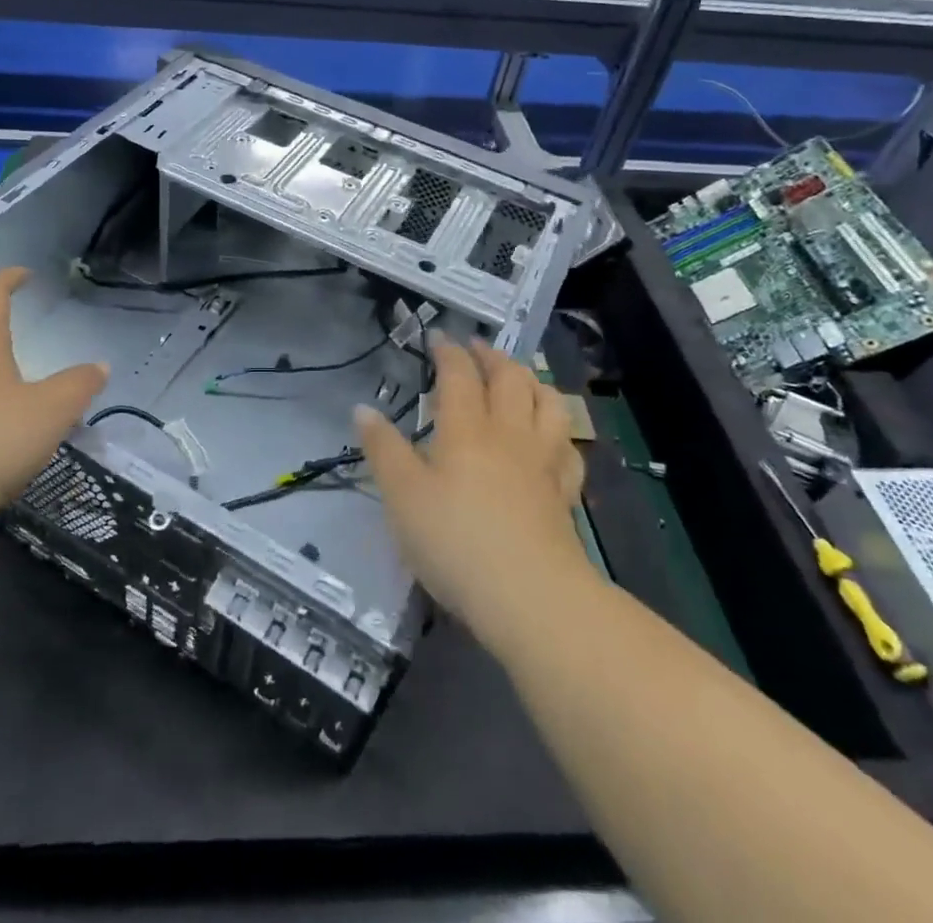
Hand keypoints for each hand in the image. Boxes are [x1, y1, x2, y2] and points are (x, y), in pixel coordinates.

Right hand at [356, 335, 590, 649]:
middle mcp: (509, 433)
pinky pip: (569, 449)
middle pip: (510, 378)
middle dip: (493, 356)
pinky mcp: (565, 493)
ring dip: (533, 382)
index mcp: (466, 429)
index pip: (459, 374)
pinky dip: (560, 432)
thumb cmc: (454, 540)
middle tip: (477, 348)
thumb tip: (363, 408)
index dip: (448, 350)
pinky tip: (551, 438)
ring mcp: (543, 462)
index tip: (438, 336)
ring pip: (549, 404)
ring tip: (519, 379)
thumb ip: (383, 449)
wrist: (529, 595)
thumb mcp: (402, 496)